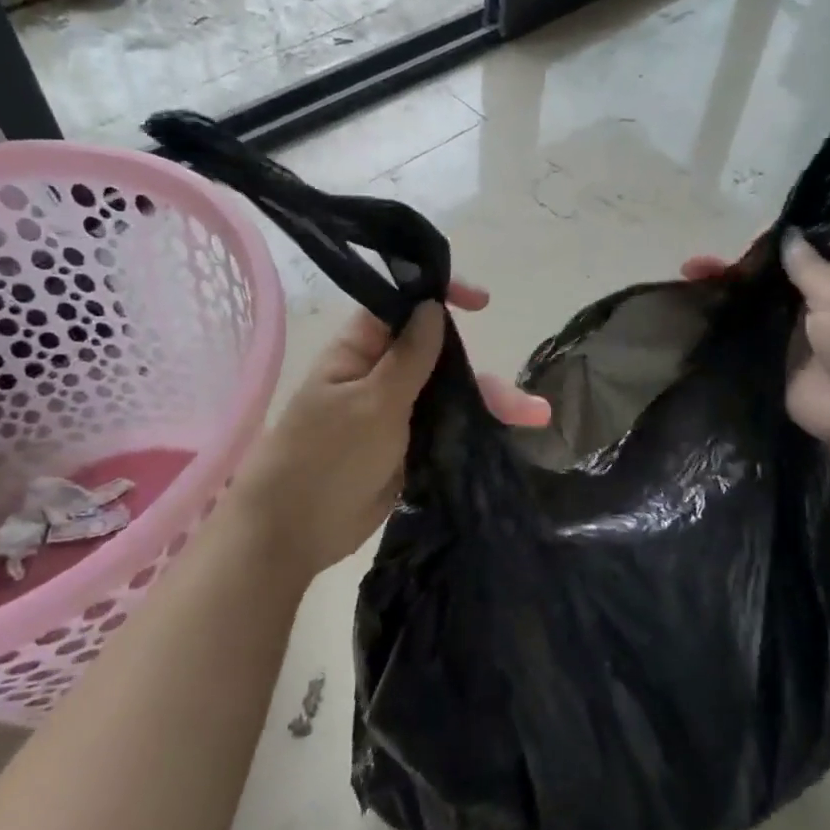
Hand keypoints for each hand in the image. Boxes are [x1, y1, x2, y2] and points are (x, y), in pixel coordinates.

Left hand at [229, 281, 548, 579]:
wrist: (293, 532)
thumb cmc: (325, 456)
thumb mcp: (372, 402)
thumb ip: (410, 357)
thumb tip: (433, 306)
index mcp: (360, 350)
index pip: (403, 308)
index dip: (441, 298)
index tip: (482, 302)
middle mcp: (380, 374)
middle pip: (439, 357)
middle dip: (480, 369)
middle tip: (524, 396)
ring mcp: (394, 413)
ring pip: (448, 394)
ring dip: (489, 402)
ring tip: (535, 417)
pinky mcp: (405, 447)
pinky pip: (445, 427)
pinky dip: (475, 428)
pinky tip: (511, 433)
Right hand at [681, 237, 829, 458]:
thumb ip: (810, 267)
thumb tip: (788, 234)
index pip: (800, 254)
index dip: (770, 243)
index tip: (737, 237)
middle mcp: (812, 307)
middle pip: (768, 281)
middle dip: (734, 270)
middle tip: (695, 266)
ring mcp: (789, 337)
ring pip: (751, 308)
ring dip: (723, 296)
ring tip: (685, 283)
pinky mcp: (771, 365)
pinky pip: (743, 341)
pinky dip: (721, 329)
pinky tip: (690, 316)